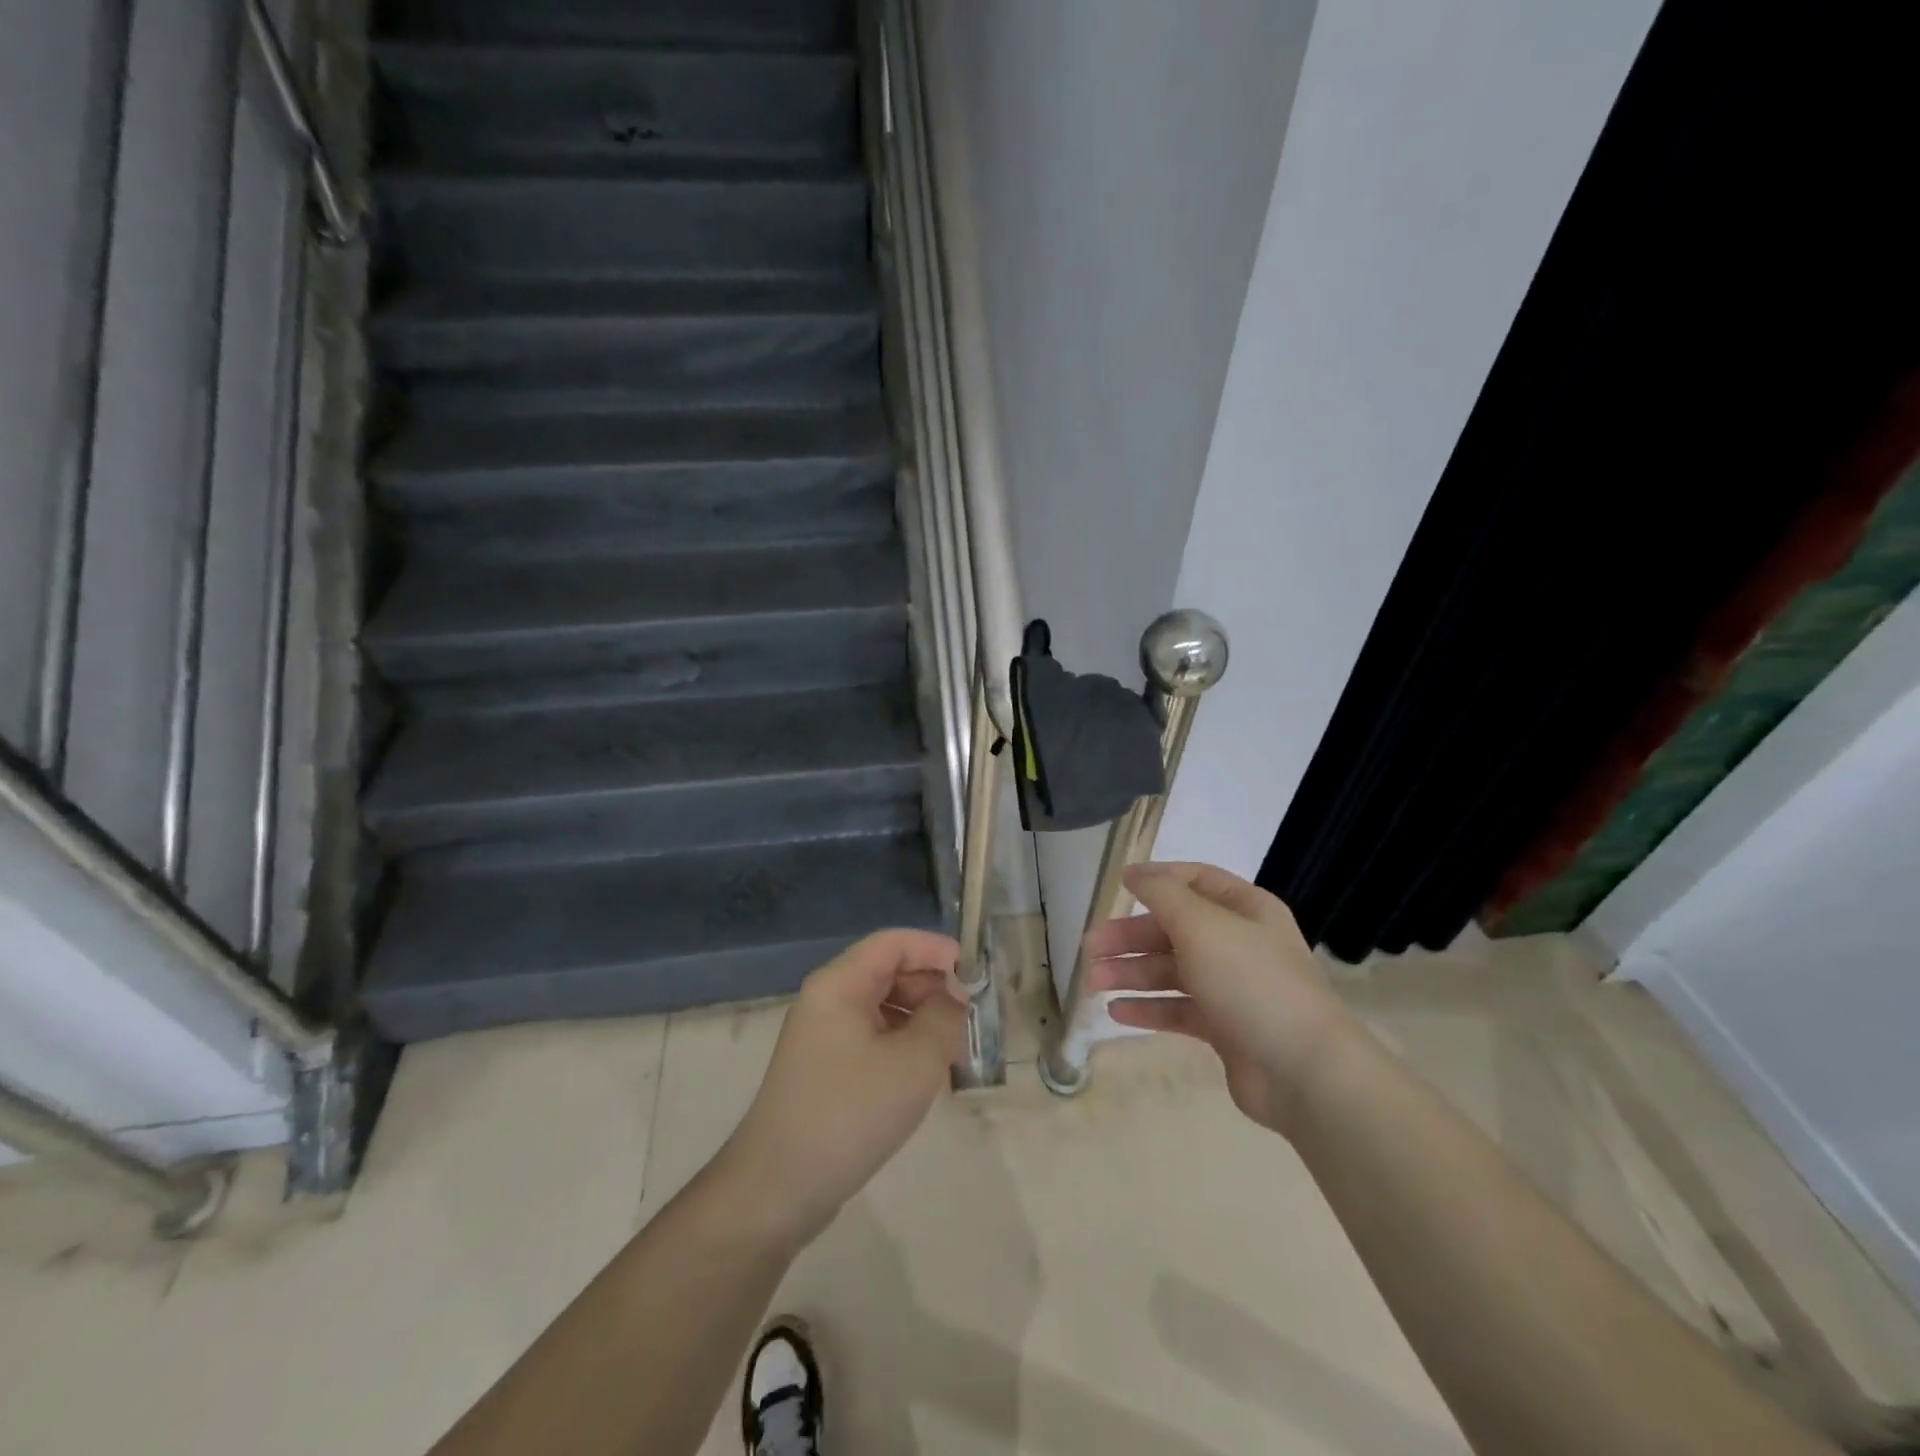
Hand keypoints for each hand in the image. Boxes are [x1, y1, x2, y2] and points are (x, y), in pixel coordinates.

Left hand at [718, 929, 967, 1249]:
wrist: (777, 1188)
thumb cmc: (849, 1113)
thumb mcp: (914, 1062)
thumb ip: (943, 1018)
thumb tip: (954, 997)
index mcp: (840, 983)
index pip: (894, 942)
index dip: (935, 948)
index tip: (973, 972)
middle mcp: (826, 999)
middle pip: (886, 970)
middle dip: (931, 985)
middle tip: (967, 1016)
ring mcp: (822, 1035)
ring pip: (881, 1005)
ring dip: (919, 1016)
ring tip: (952, 1046)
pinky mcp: (824, 1068)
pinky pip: (870, 1035)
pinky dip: (901, 1042)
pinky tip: (923, 1072)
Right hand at [1087, 862, 1359, 1137]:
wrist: (1302, 1070)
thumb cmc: (1250, 981)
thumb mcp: (1202, 925)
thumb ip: (1163, 895)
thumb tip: (1136, 874)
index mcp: (1245, 909)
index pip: (1195, 880)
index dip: (1157, 879)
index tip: (1118, 886)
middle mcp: (1239, 943)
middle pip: (1175, 928)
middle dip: (1131, 936)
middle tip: (1090, 947)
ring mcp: (1232, 987)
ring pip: (1172, 971)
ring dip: (1132, 973)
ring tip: (1094, 982)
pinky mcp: (1225, 1027)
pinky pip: (1178, 1009)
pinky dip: (1148, 1008)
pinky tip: (1116, 1012)